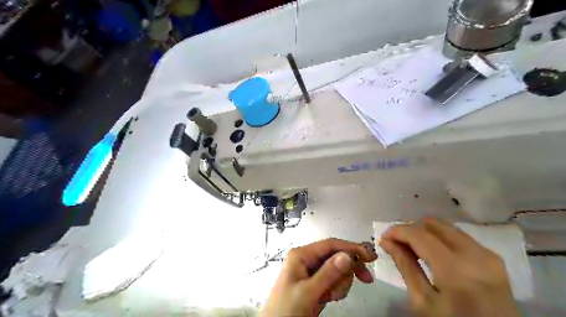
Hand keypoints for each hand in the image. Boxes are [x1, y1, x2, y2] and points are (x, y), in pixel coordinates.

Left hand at [263, 239, 376, 315]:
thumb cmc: (287, 310)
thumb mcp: (308, 292)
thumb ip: (328, 274)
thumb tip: (348, 255)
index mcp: (301, 255)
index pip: (330, 244)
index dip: (351, 248)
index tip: (371, 257)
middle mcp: (307, 259)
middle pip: (336, 256)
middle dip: (347, 270)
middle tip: (367, 279)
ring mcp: (312, 271)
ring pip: (338, 269)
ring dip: (340, 283)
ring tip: (330, 296)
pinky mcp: (316, 283)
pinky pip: (334, 280)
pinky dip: (337, 289)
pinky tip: (328, 298)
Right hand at [379, 218, 520, 315]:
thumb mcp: (423, 302)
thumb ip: (405, 267)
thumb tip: (386, 242)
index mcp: (455, 269)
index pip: (418, 234)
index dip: (397, 231)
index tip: (384, 238)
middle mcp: (474, 254)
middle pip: (433, 223)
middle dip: (410, 228)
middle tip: (398, 243)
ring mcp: (487, 254)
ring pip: (446, 226)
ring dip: (424, 232)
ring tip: (413, 248)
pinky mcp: (493, 257)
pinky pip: (458, 236)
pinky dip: (440, 238)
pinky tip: (432, 253)